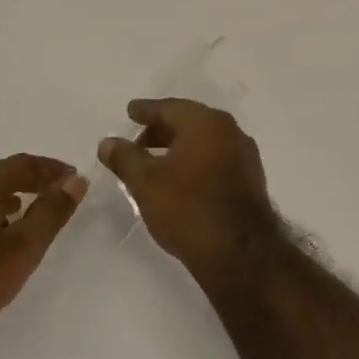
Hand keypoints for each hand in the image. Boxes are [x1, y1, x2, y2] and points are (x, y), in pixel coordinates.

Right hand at [98, 99, 278, 281]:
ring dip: (179, 147)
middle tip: (138, 141)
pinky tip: (181, 180)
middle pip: (190, 122)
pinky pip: (216, 159)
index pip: (170, 108)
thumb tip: (108, 142)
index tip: (131, 111)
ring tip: (155, 164)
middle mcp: (230, 131)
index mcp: (206, 122)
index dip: (146, 110)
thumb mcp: (146, 182)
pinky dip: (196, 162)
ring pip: (205, 142)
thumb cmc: (188, 207)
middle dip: (162, 130)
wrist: (239, 251)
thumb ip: (125, 158)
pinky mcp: (250, 180)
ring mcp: (244, 155)